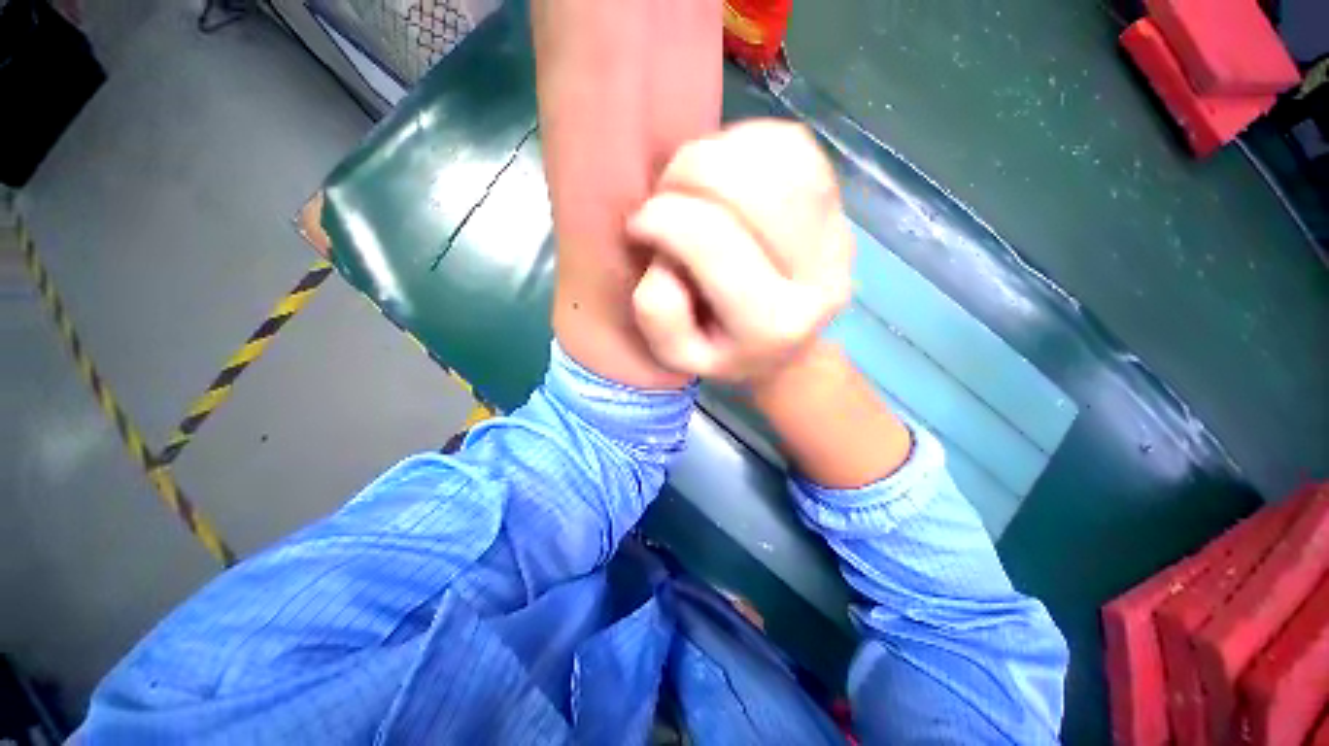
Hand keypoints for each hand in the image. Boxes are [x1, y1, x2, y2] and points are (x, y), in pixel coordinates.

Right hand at [628, 120, 853, 384]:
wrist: (784, 351)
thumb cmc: (724, 353)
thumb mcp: (676, 355)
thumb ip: (658, 313)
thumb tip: (666, 252)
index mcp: (773, 323)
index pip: (714, 245)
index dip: (663, 219)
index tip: (639, 225)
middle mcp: (820, 278)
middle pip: (754, 190)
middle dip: (691, 173)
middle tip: (666, 194)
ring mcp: (840, 237)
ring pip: (783, 158)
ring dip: (721, 154)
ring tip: (695, 182)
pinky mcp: (843, 208)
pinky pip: (797, 146)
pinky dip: (751, 141)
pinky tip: (727, 171)